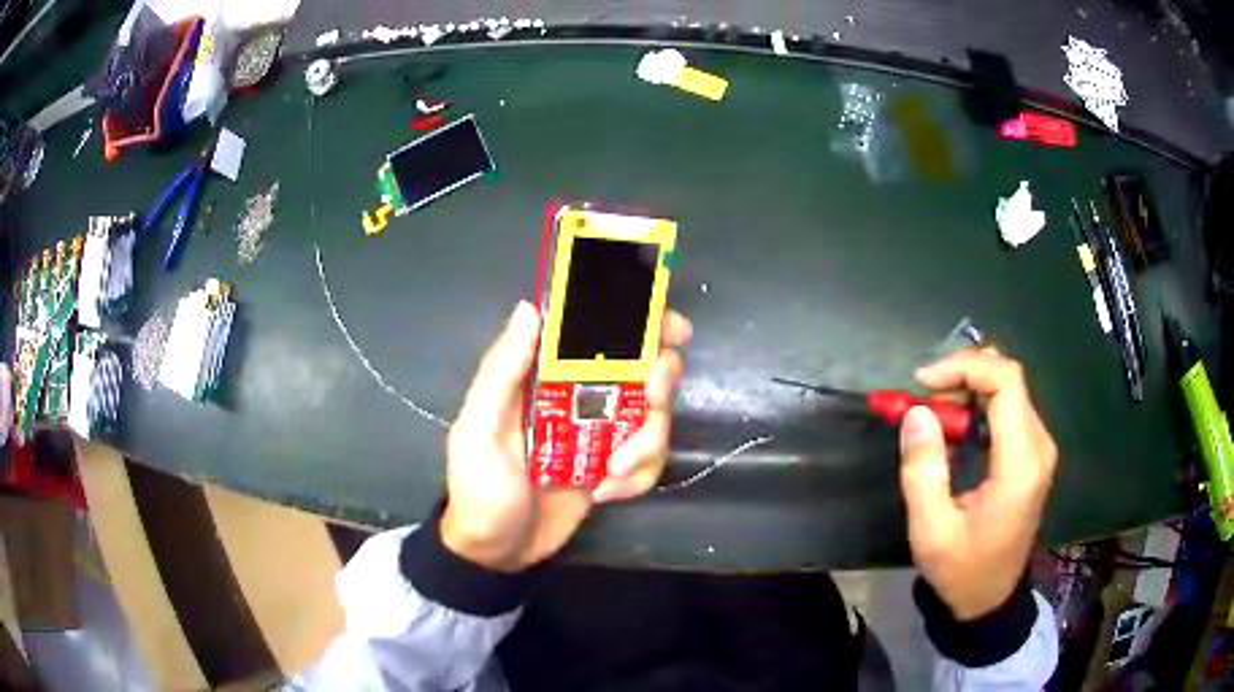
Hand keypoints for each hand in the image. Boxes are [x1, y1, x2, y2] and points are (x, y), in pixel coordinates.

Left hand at [441, 301, 691, 572]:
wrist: (497, 551)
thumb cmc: (480, 487)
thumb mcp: (479, 428)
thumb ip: (502, 371)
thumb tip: (531, 307)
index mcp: (544, 376)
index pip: (593, 332)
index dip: (636, 320)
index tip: (670, 327)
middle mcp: (579, 395)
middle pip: (641, 368)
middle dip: (659, 381)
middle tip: (651, 398)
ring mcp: (601, 433)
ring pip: (653, 416)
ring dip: (647, 443)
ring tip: (612, 473)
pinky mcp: (614, 466)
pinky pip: (649, 459)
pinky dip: (639, 476)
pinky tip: (608, 493)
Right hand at [898, 348, 1056, 619]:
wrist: (990, 598)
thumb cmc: (961, 570)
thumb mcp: (931, 531)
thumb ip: (923, 471)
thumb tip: (916, 412)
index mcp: (1020, 464)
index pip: (1006, 381)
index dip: (965, 367)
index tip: (923, 383)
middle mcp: (1038, 446)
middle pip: (1008, 378)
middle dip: (962, 375)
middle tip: (923, 400)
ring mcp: (1039, 449)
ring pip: (1008, 389)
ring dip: (968, 389)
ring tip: (932, 415)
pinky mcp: (1032, 454)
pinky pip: (1008, 408)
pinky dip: (977, 405)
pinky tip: (954, 426)